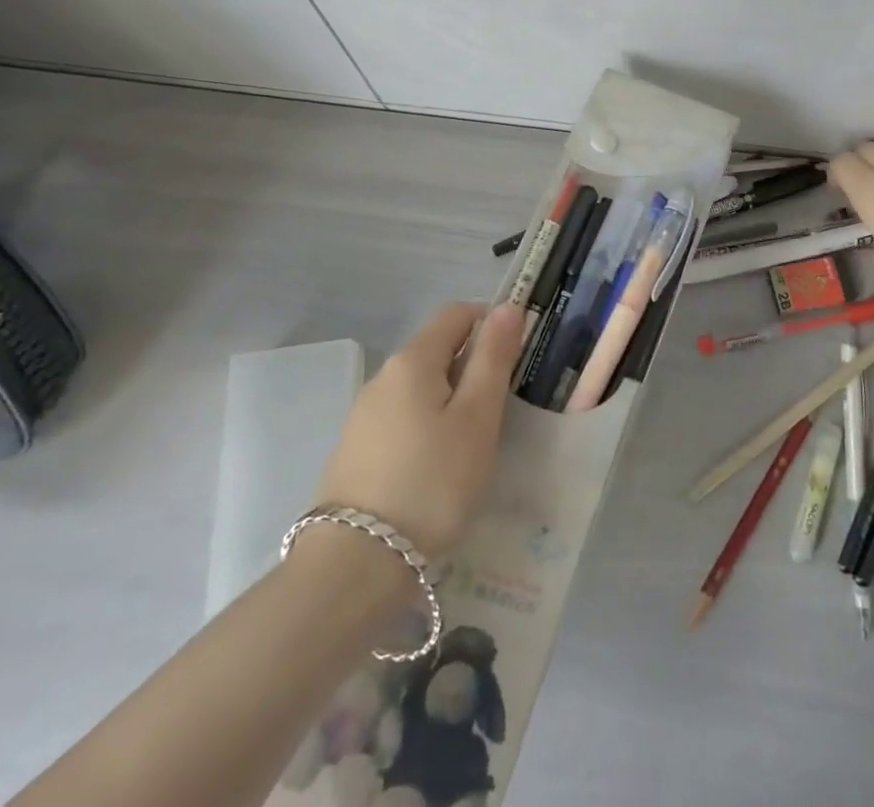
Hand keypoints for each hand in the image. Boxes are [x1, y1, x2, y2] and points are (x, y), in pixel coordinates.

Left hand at [314, 301, 525, 557]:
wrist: (355, 566)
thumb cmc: (432, 482)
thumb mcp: (477, 417)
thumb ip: (493, 358)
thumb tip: (508, 307)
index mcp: (413, 360)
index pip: (457, 313)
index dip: (491, 322)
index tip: (517, 355)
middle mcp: (383, 376)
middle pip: (437, 349)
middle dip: (473, 364)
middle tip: (502, 407)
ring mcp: (364, 414)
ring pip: (420, 386)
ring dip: (451, 398)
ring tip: (474, 442)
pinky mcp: (356, 450)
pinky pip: (402, 418)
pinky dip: (428, 425)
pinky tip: (438, 466)